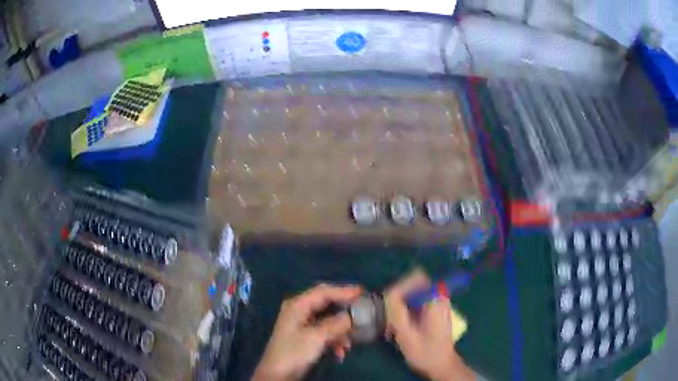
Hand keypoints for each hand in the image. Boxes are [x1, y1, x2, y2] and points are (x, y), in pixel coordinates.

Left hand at [253, 284, 362, 380]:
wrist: (278, 374)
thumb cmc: (294, 353)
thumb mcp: (316, 338)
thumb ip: (335, 324)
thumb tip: (352, 315)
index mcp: (298, 305)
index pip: (323, 292)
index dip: (343, 291)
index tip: (362, 292)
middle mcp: (299, 310)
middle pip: (326, 303)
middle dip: (344, 309)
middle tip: (363, 310)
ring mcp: (302, 323)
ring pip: (328, 319)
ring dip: (341, 330)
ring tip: (349, 343)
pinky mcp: (305, 336)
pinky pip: (325, 331)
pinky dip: (334, 339)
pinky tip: (340, 351)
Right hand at [384, 271, 473, 380]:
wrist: (442, 365)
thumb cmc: (426, 353)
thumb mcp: (407, 336)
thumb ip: (397, 312)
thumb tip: (388, 294)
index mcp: (435, 300)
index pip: (416, 277)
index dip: (399, 287)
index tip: (389, 306)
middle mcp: (439, 296)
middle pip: (413, 283)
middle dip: (398, 298)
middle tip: (389, 318)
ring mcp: (437, 302)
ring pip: (412, 292)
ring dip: (399, 306)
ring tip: (392, 327)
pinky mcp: (433, 309)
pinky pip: (415, 301)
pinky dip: (405, 311)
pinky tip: (398, 328)